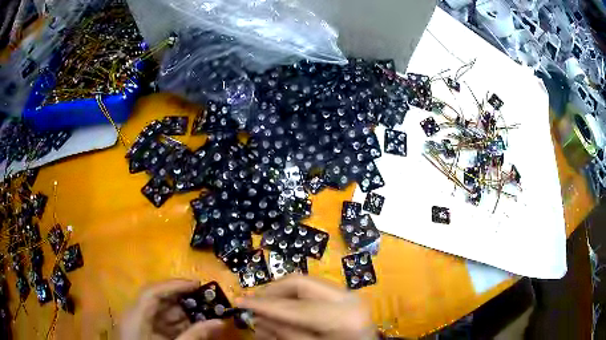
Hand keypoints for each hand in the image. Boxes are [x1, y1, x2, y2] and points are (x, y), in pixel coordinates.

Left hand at [120, 279, 224, 339]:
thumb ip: (194, 336)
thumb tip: (219, 322)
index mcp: (136, 316)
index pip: (153, 292)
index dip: (174, 285)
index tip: (198, 284)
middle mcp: (135, 316)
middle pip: (158, 300)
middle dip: (182, 300)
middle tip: (207, 301)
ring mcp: (139, 325)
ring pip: (161, 312)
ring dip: (183, 313)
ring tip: (204, 314)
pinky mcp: (144, 332)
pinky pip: (161, 324)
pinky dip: (178, 325)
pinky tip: (193, 327)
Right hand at [237, 275, 376, 339]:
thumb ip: (284, 333)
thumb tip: (258, 318)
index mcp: (342, 316)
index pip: (294, 305)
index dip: (264, 304)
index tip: (240, 302)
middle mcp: (348, 297)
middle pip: (300, 282)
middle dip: (272, 291)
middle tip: (252, 301)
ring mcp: (350, 293)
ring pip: (306, 283)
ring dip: (281, 293)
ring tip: (264, 305)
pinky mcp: (347, 295)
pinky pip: (314, 290)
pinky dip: (295, 297)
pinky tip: (283, 307)